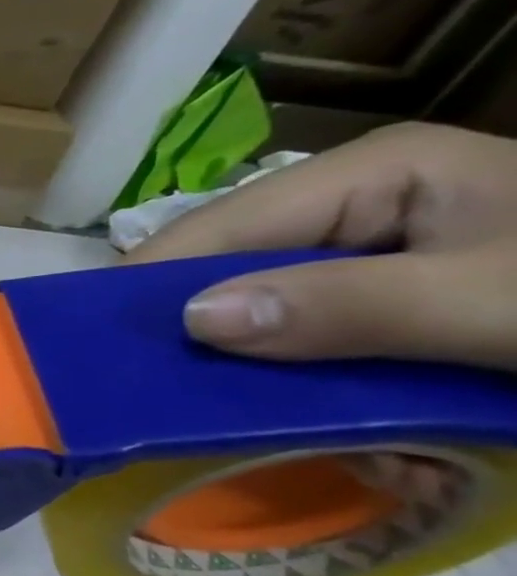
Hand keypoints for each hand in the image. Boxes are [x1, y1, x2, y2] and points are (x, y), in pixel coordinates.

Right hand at [127, 123, 516, 370]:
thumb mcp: (487, 300)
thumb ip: (349, 307)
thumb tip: (193, 319)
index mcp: (369, 170)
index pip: (220, 225)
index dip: (153, 281)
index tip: (98, 344)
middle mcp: (353, 197)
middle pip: (236, 264)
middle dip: (204, 326)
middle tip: (162, 389)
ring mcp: (372, 244)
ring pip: (268, 302)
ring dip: (253, 358)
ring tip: (235, 406)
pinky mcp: (390, 289)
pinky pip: (310, 329)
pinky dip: (300, 372)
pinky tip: (303, 405)